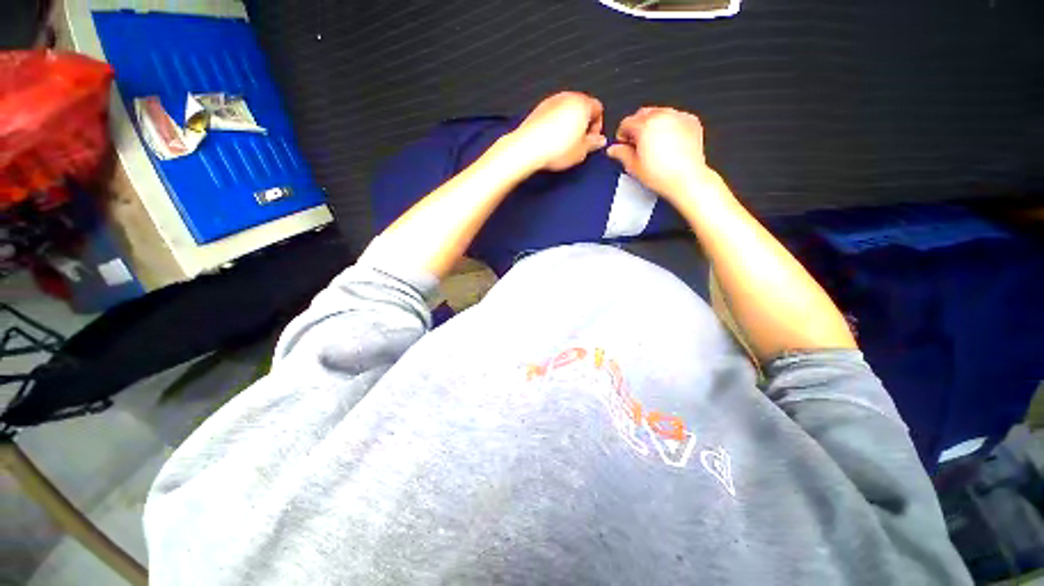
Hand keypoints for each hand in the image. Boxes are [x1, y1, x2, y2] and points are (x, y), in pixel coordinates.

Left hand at [507, 91, 606, 172]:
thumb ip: (593, 144)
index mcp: (582, 104)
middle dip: (583, 124)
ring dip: (569, 124)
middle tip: (580, 142)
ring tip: (565, 143)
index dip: (598, 126)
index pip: (598, 108)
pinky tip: (552, 140)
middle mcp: (567, 97)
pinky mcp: (539, 109)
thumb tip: (599, 141)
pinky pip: (553, 114)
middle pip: (582, 107)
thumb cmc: (555, 149)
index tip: (592, 140)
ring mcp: (551, 101)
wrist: (528, 148)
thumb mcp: (581, 152)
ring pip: (567, 110)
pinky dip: (556, 124)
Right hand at [607, 107, 713, 200]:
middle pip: (642, 114)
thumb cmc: (662, 175)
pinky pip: (675, 118)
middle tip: (637, 145)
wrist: (686, 179)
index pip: (626, 122)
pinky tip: (668, 144)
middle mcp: (662, 116)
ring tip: (653, 146)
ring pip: (659, 114)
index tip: (624, 145)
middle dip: (637, 127)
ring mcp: (678, 117)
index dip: (622, 136)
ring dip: (653, 125)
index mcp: (645, 125)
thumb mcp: (633, 166)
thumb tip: (613, 149)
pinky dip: (669, 126)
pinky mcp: (691, 121)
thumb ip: (620, 153)